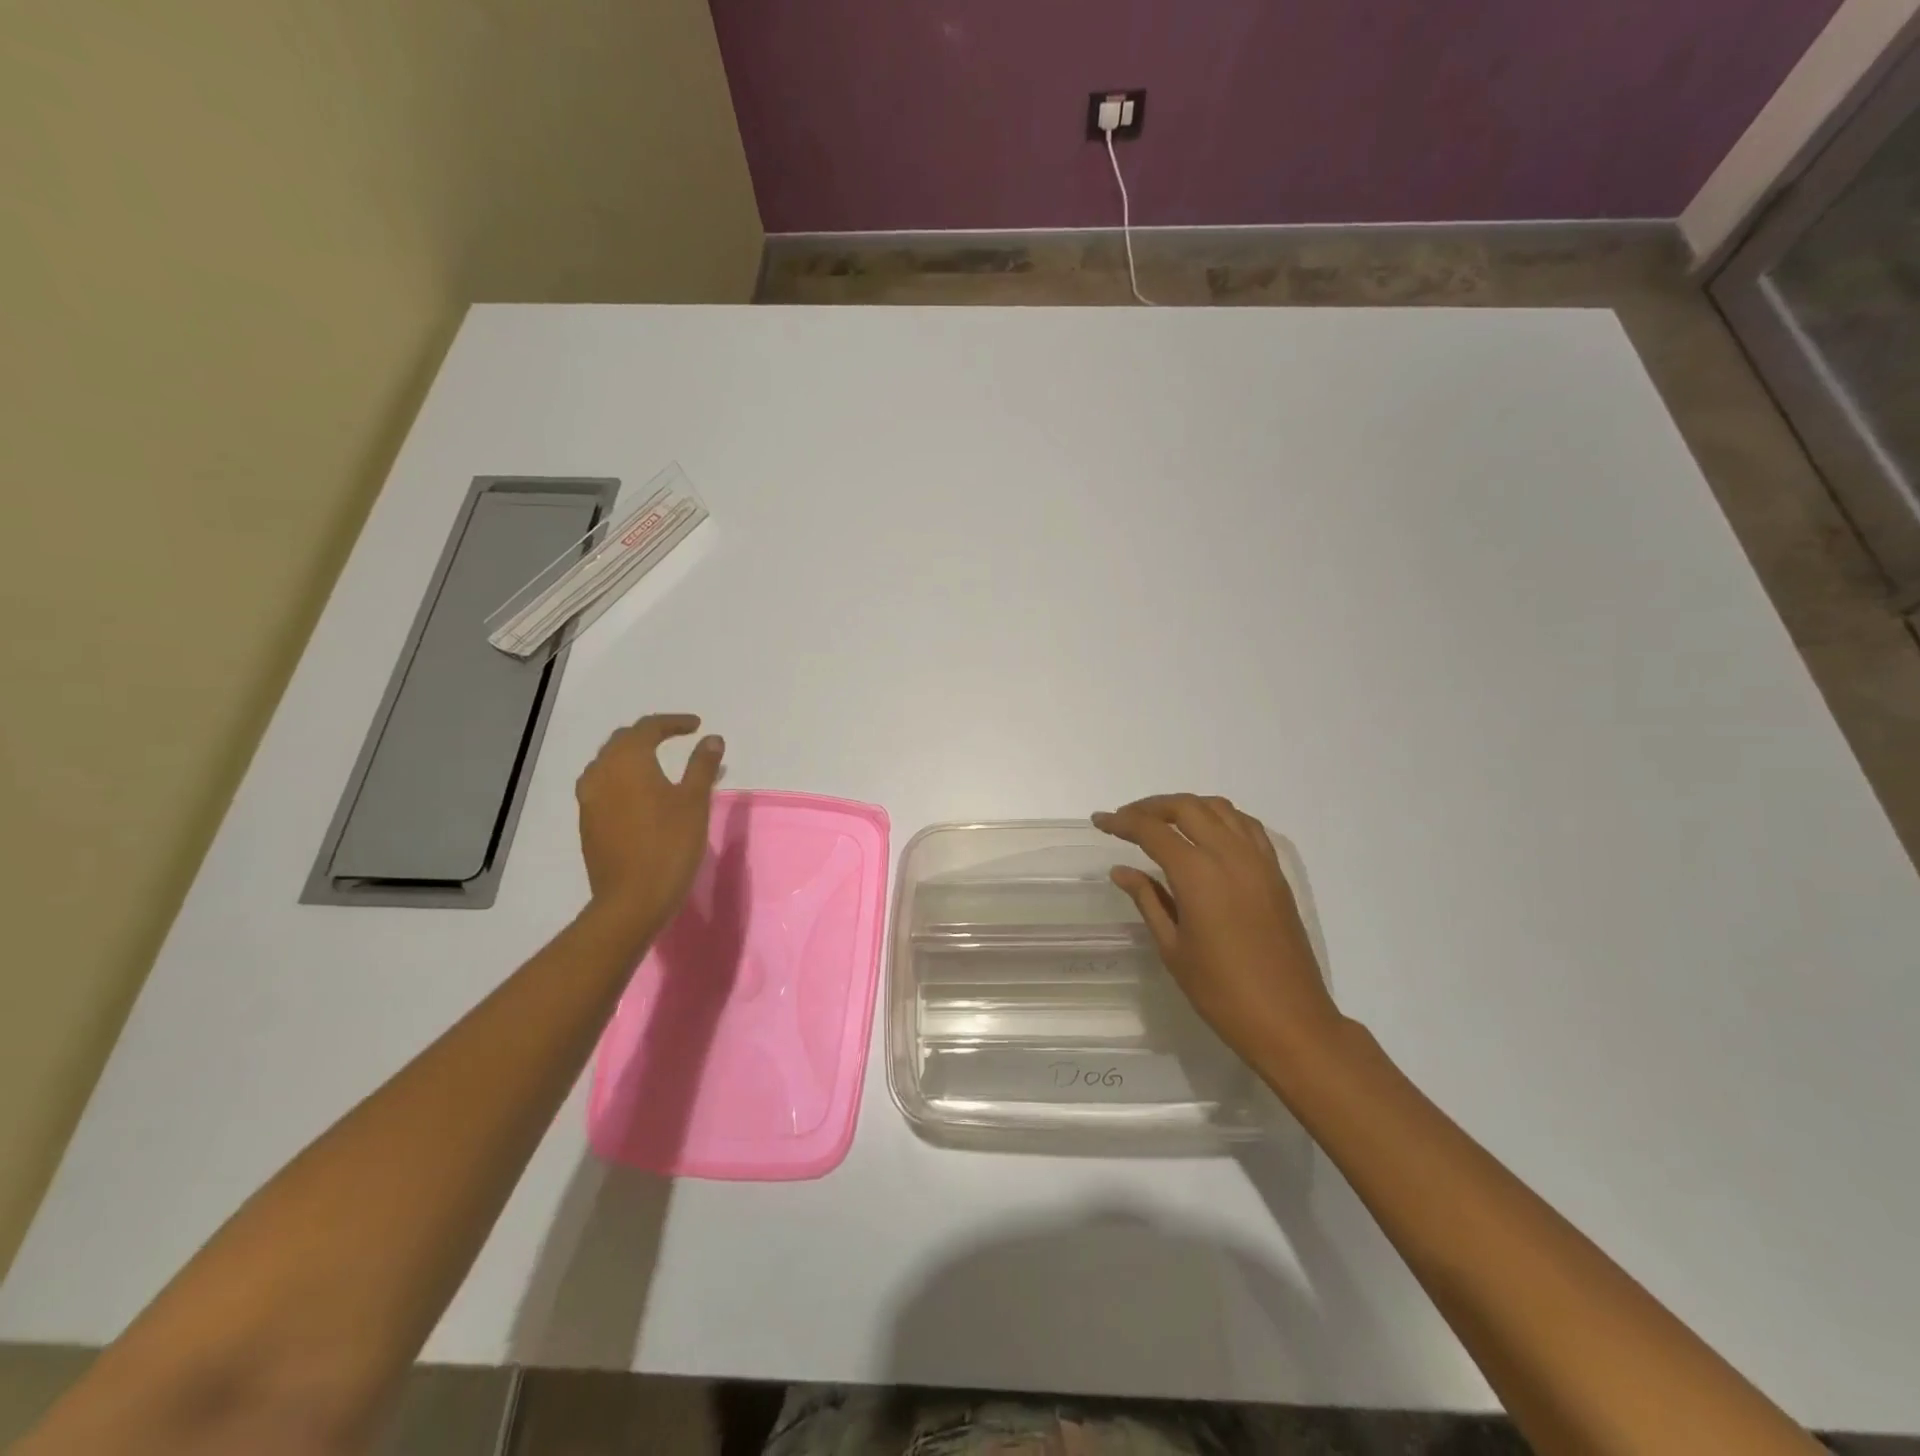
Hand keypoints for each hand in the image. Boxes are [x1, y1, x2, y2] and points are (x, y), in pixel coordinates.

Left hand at [576, 713, 724, 940]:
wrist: (631, 899)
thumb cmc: (669, 844)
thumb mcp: (694, 801)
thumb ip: (702, 765)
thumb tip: (711, 739)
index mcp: (627, 761)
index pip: (648, 727)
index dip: (673, 722)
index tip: (697, 726)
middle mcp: (601, 772)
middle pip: (622, 741)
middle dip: (650, 735)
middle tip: (677, 738)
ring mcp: (589, 799)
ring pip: (609, 763)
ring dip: (632, 756)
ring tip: (658, 763)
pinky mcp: (587, 822)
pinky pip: (603, 785)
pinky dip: (623, 778)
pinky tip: (641, 793)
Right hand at [1094, 794, 1340, 1069]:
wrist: (1290, 1020)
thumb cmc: (1221, 992)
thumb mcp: (1172, 947)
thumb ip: (1148, 900)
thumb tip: (1122, 870)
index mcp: (1198, 874)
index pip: (1152, 830)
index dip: (1122, 822)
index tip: (1100, 822)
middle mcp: (1230, 855)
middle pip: (1186, 807)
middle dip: (1151, 807)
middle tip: (1126, 819)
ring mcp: (1258, 861)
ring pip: (1219, 809)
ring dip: (1186, 807)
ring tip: (1162, 822)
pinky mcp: (1275, 873)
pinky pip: (1246, 826)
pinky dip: (1220, 818)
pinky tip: (1207, 834)